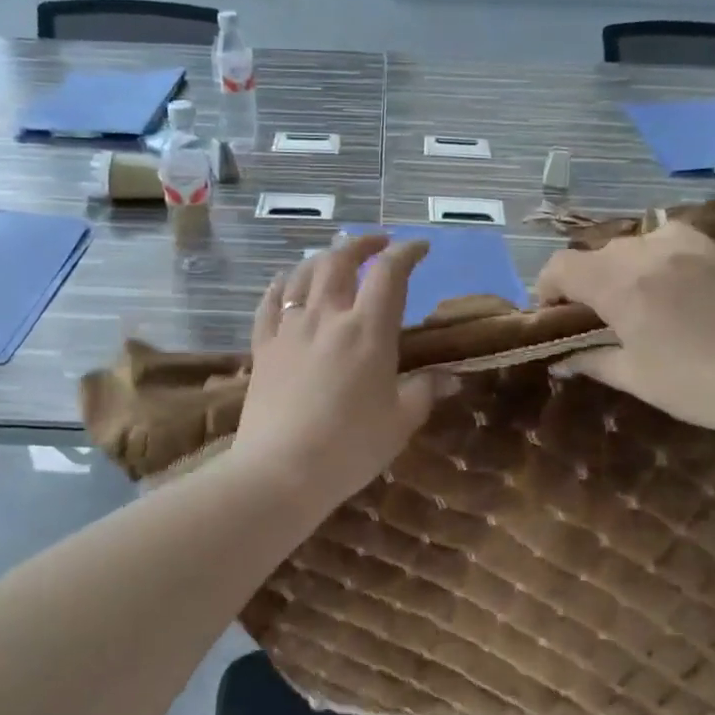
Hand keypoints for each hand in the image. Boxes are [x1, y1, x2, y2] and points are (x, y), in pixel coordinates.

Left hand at [233, 236, 450, 506]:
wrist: (281, 470)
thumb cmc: (350, 447)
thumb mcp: (400, 422)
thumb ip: (426, 391)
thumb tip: (451, 378)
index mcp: (368, 330)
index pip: (390, 273)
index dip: (407, 252)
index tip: (420, 248)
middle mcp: (327, 316)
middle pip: (341, 260)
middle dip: (363, 244)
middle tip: (379, 244)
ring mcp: (290, 329)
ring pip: (303, 274)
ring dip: (323, 258)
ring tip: (336, 259)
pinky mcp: (263, 347)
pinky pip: (270, 303)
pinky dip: (282, 284)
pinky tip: (287, 282)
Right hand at [535, 222, 714, 442]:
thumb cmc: (696, 384)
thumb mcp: (634, 377)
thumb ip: (591, 361)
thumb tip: (561, 361)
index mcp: (620, 283)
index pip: (562, 266)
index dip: (548, 287)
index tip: (554, 313)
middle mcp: (647, 252)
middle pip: (595, 253)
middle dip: (584, 280)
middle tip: (593, 313)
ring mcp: (686, 244)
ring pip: (632, 242)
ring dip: (620, 265)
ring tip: (633, 296)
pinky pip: (669, 238)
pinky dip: (655, 255)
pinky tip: (668, 282)